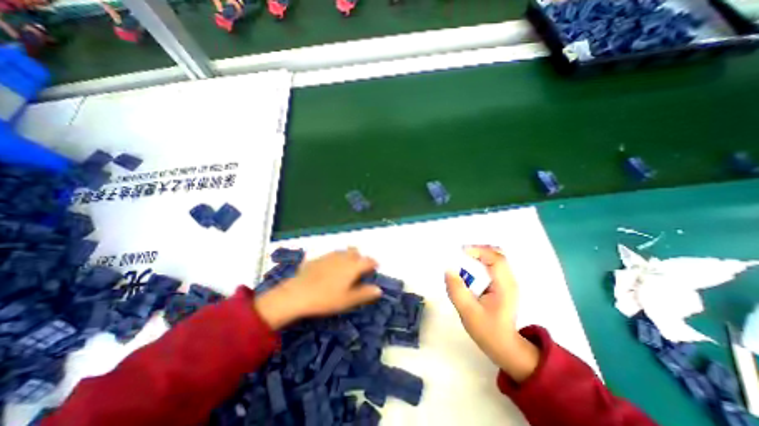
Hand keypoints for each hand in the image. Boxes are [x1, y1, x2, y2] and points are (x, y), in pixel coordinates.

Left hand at [256, 249, 385, 328]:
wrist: (297, 294)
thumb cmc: (326, 298)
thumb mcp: (348, 300)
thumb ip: (365, 293)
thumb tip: (379, 290)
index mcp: (353, 266)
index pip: (368, 260)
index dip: (373, 264)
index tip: (375, 268)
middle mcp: (343, 257)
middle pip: (356, 253)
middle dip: (360, 258)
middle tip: (359, 270)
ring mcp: (329, 256)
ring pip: (343, 252)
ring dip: (348, 257)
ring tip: (346, 269)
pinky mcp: (317, 258)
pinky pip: (330, 255)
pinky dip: (335, 259)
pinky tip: (329, 269)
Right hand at [447, 247, 539, 381]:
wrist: (505, 346)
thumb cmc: (488, 331)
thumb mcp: (468, 312)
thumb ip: (457, 291)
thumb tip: (448, 270)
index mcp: (504, 285)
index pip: (496, 259)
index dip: (478, 251)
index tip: (460, 252)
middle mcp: (509, 279)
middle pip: (497, 254)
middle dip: (478, 250)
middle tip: (460, 254)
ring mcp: (507, 281)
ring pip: (495, 258)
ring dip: (478, 255)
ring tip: (462, 260)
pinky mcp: (502, 284)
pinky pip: (492, 265)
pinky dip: (480, 262)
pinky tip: (469, 270)